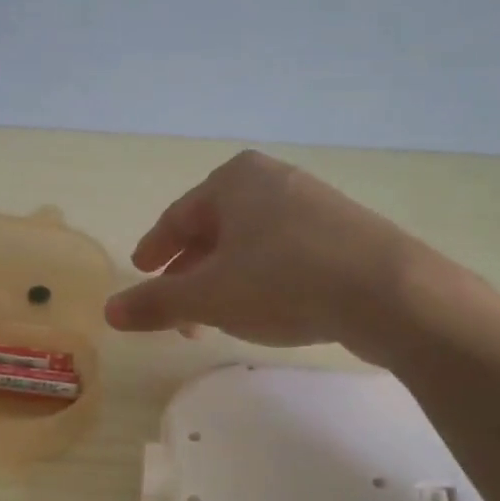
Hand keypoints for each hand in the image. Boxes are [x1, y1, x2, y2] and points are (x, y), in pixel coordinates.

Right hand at [105, 151, 416, 353]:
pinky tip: (264, 310)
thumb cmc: (284, 280)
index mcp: (234, 181)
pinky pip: (284, 253)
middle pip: (214, 231)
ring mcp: (313, 204)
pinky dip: (261, 279)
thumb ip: (156, 302)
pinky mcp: (343, 232)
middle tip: (176, 313)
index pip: (178, 216)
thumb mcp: (209, 296)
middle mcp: (272, 180)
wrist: (390, 292)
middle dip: (190, 274)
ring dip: (225, 281)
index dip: (155, 249)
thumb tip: (109, 312)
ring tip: (215, 319)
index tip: (140, 272)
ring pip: (250, 245)